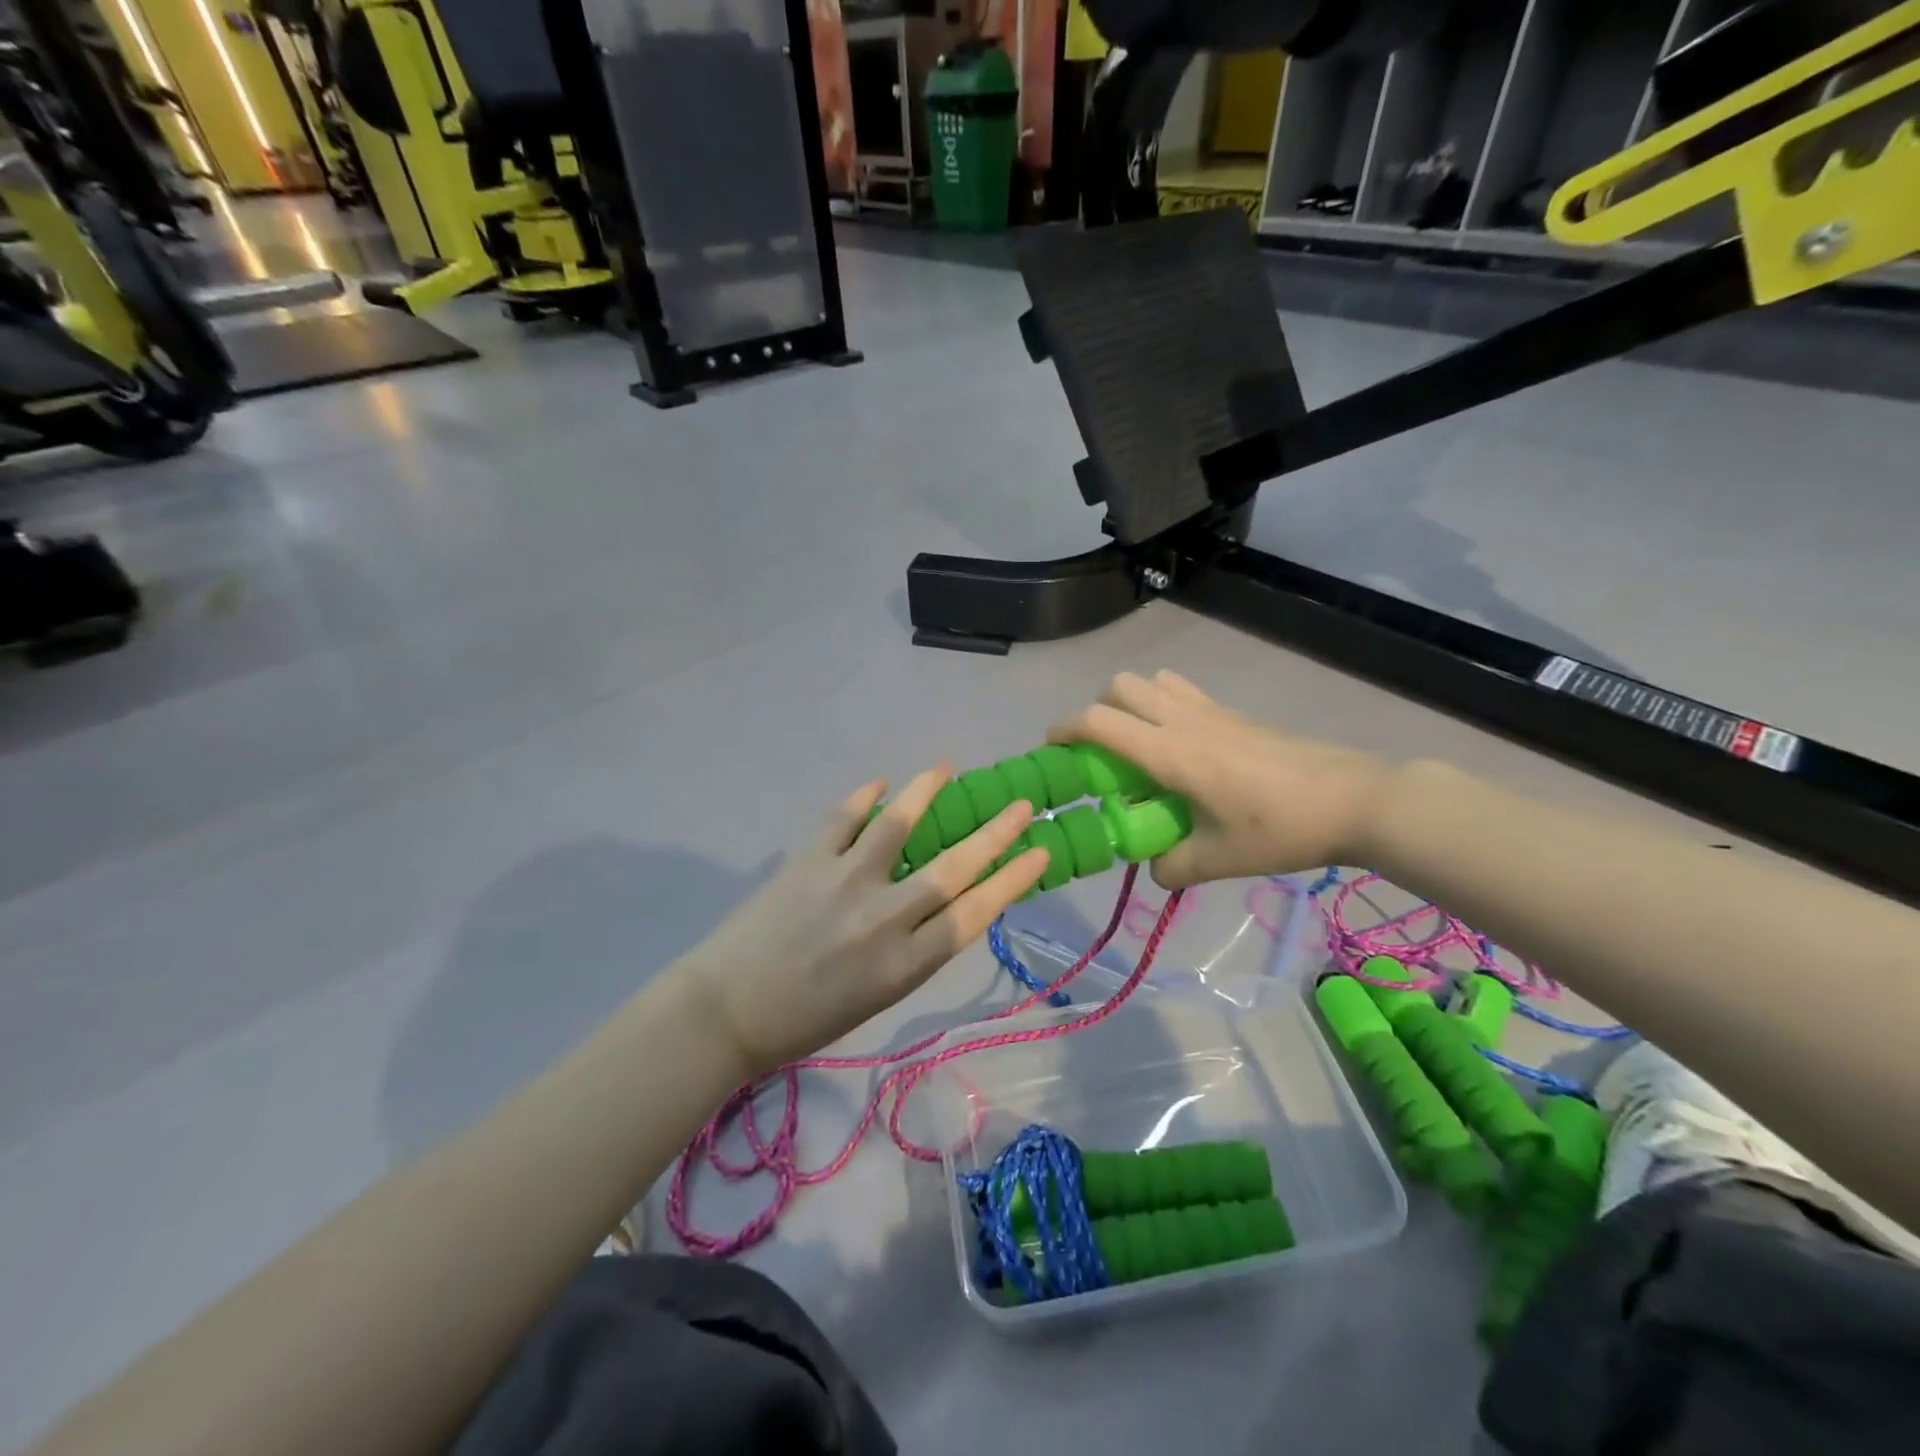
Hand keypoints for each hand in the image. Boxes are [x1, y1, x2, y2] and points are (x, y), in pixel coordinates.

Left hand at [678, 769, 1047, 1073]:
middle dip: (995, 834)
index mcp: (906, 963)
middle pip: (954, 867)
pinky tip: (879, 783)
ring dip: (926, 792)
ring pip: (898, 826)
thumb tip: (941, 901)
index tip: (1040, 851)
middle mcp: (885, 918)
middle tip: (1020, 805)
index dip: (1013, 879)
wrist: (727, 1011)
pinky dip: (863, 797)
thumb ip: (914, 948)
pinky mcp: (808, 861)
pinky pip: (843, 819)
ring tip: (946, 769)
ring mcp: (845, 882)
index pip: (976, 912)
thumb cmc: (807, 1019)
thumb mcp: (878, 995)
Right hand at [1050, 671, 1391, 888]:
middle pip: (1119, 686)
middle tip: (1103, 754)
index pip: (1098, 721)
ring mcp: (1211, 710)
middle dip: (1098, 711)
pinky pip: (1183, 692)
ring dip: (1131, 704)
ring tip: (1139, 747)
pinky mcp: (1234, 713)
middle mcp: (1183, 720)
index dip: (1064, 729)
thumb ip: (1172, 867)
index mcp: (1170, 752)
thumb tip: (1153, 868)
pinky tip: (1182, 748)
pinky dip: (1164, 707)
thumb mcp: (1219, 860)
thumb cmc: (1281, 829)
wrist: (1354, 799)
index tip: (1053, 751)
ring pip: (1151, 682)